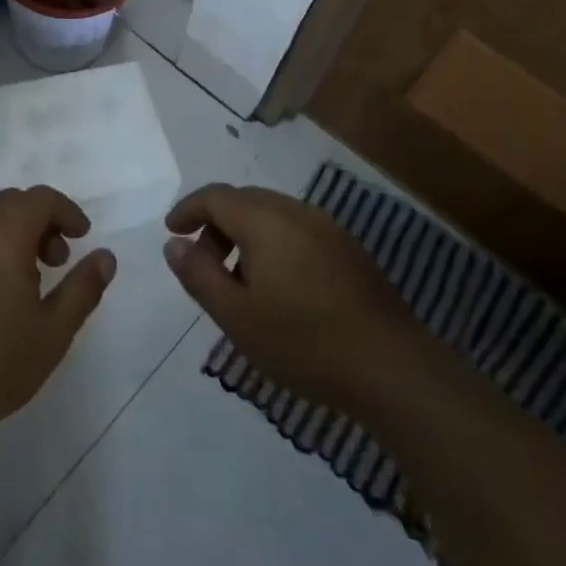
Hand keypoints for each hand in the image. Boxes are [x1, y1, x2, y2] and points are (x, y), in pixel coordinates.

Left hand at [0, 187, 115, 440]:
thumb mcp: (52, 332)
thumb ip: (83, 288)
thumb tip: (106, 257)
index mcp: (4, 236)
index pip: (40, 198)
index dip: (66, 211)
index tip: (82, 236)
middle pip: (11, 203)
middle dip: (40, 221)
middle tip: (56, 260)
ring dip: (11, 234)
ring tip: (24, 281)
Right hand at [164, 184, 419, 409]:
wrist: (393, 369)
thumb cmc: (303, 342)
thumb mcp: (236, 316)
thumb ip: (199, 275)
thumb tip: (175, 243)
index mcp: (265, 221)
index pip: (215, 196)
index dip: (188, 209)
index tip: (172, 232)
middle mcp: (297, 212)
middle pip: (244, 200)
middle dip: (215, 223)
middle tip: (204, 263)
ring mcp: (329, 228)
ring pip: (272, 214)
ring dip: (245, 234)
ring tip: (240, 280)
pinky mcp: (350, 250)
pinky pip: (297, 229)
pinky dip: (274, 243)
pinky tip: (280, 286)